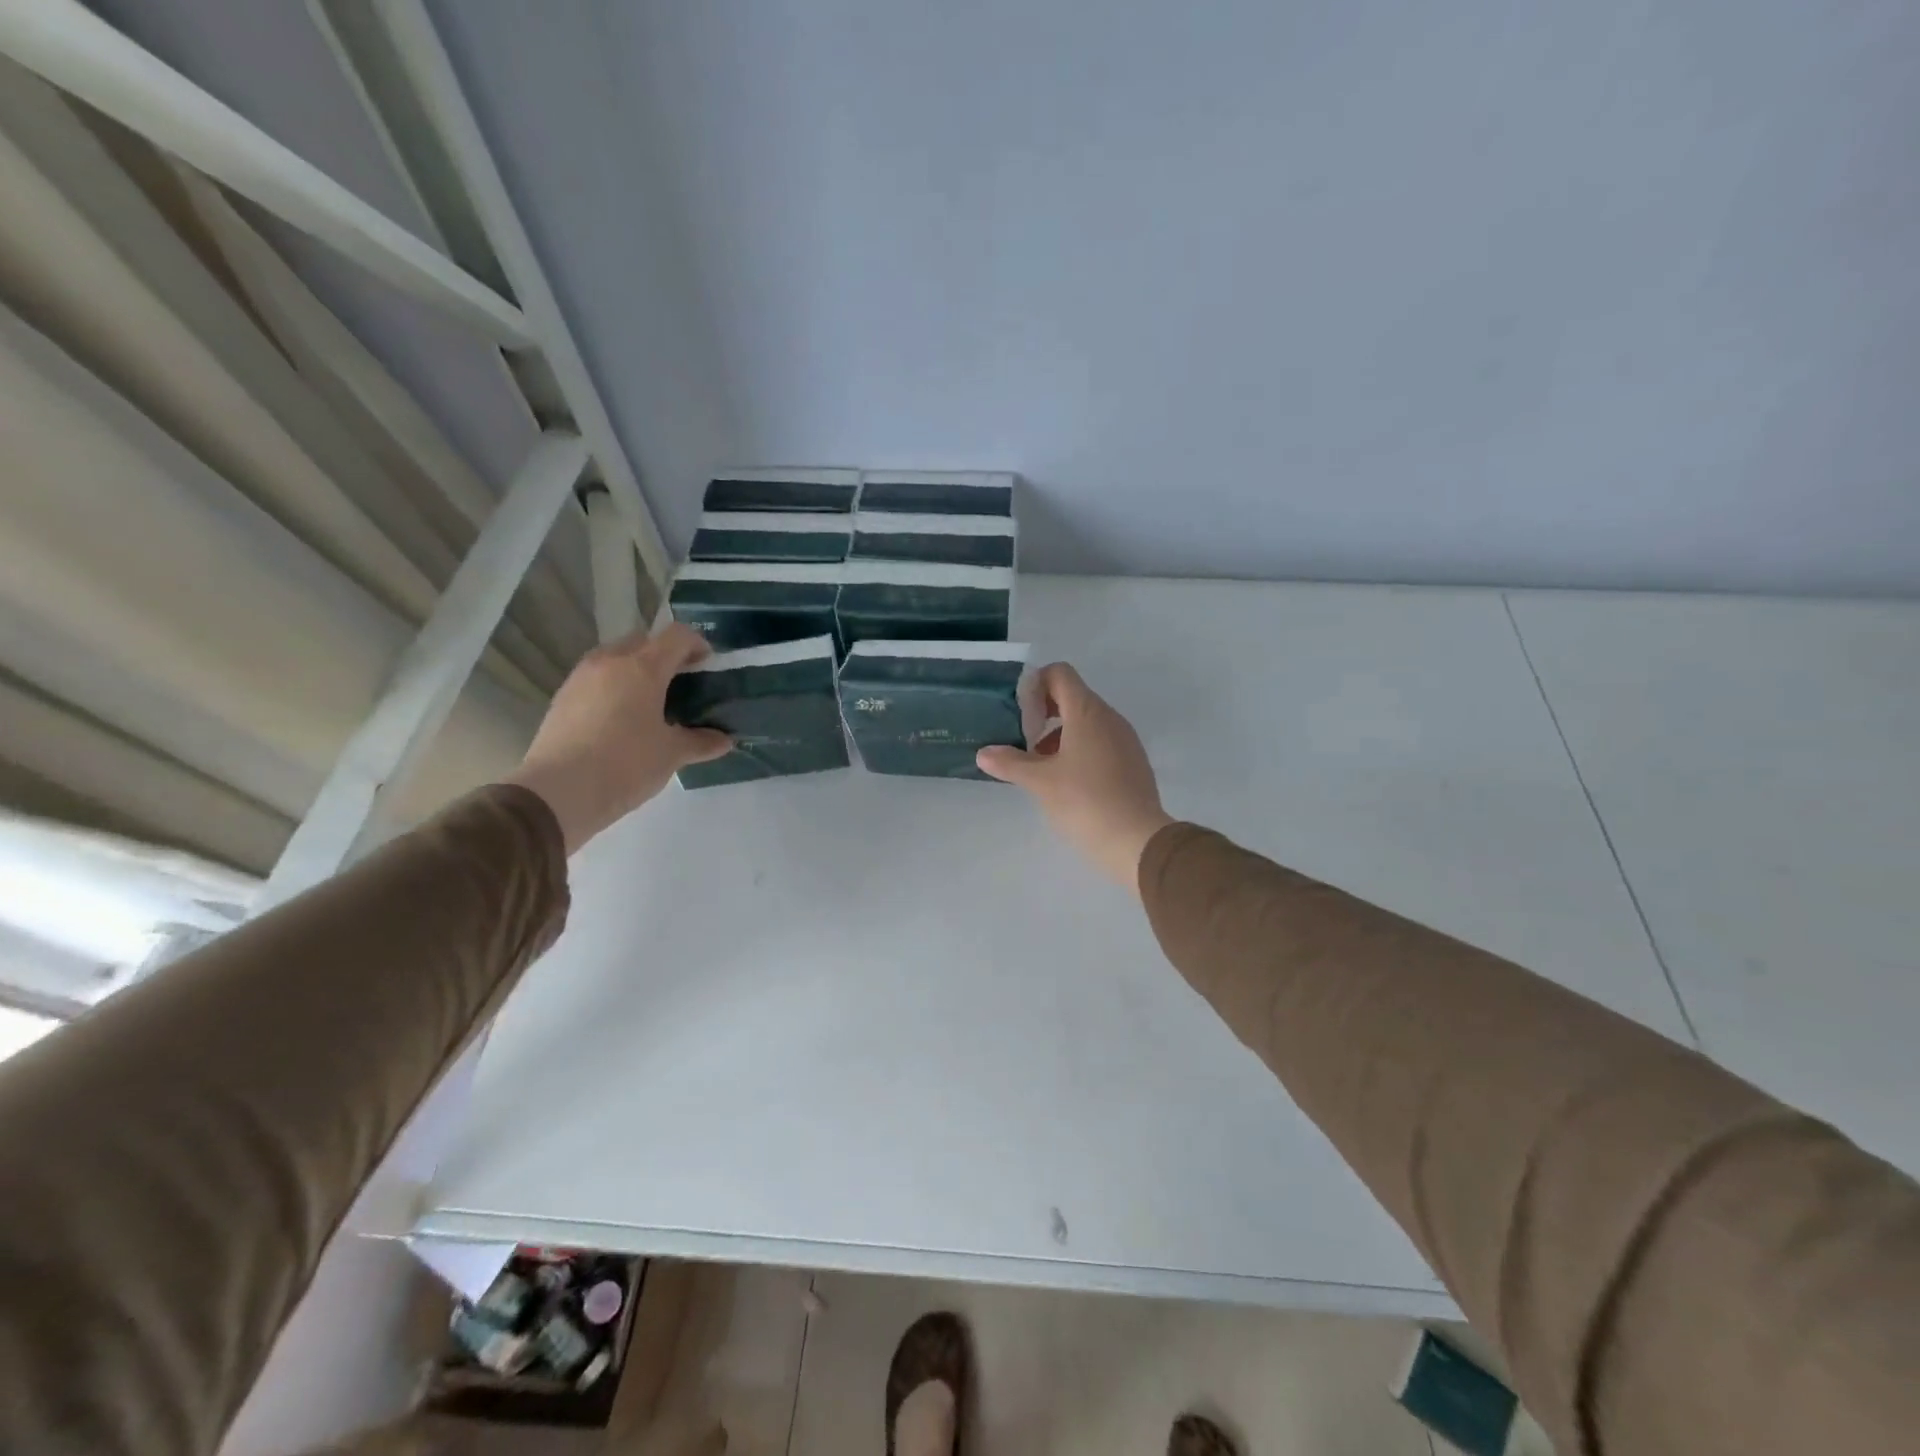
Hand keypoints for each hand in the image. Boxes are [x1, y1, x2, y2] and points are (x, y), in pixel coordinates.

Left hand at [505, 623, 730, 852]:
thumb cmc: (625, 765)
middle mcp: (610, 661)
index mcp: (642, 667)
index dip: (698, 645)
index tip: (708, 667)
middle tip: (682, 685)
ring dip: (638, 669)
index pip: (677, 636)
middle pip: (644, 641)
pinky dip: (615, 686)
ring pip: (617, 657)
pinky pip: (598, 678)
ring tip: (652, 702)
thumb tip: (724, 741)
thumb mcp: (671, 755)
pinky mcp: (563, 697)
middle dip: (666, 656)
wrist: (558, 793)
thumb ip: (700, 742)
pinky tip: (622, 719)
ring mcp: (581, 677)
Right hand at [976, 663, 1173, 892]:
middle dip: (1043, 712)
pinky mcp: (1132, 762)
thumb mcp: (1040, 782)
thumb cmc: (1084, 802)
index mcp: (1087, 712)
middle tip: (1022, 739)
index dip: (1035, 684)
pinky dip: (1079, 749)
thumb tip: (984, 753)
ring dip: (1060, 734)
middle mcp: (1110, 717)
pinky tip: (1066, 781)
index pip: (1060, 674)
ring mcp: (1125, 739)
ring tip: (1039, 766)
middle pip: (1073, 696)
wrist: (1137, 840)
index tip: (1019, 712)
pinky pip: (1101, 741)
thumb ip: (1010, 763)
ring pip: (1087, 721)